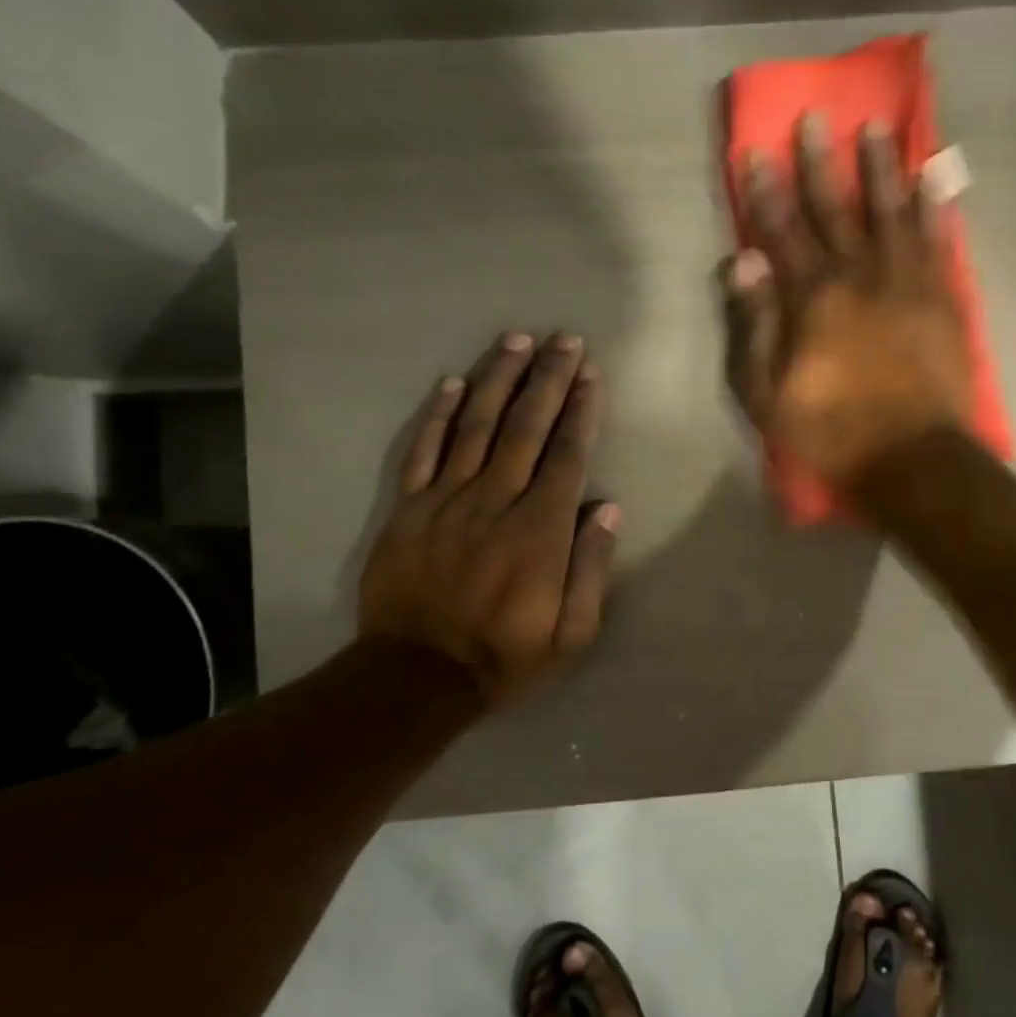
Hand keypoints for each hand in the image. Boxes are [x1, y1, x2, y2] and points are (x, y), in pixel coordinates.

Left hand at [358, 332, 618, 707]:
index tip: (591, 374)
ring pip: (476, 426)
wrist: (416, 677)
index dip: (581, 410)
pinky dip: (438, 415)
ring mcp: (445, 501)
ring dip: (499, 379)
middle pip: (525, 427)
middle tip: (564, 339)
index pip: (566, 455)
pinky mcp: (407, 509)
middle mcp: (494, 502)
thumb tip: (608, 508)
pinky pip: (423, 452)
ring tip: (517, 340)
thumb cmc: (506, 656)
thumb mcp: (572, 633)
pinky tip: (453, 383)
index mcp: (539, 531)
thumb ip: (591, 568)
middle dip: (548, 378)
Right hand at [721, 114, 973, 489]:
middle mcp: (859, 274)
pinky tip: (934, 177)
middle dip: (820, 162)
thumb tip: (740, 262)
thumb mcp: (768, 394)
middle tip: (814, 118)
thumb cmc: (831, 432)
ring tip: (877, 128)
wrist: (912, 457)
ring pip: (891, 211)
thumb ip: (754, 326)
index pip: (781, 231)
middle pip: (836, 208)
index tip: (755, 151)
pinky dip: (935, 206)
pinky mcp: (942, 297)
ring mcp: (906, 281)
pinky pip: (938, 240)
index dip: (765, 191)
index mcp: (812, 297)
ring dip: (882, 167)